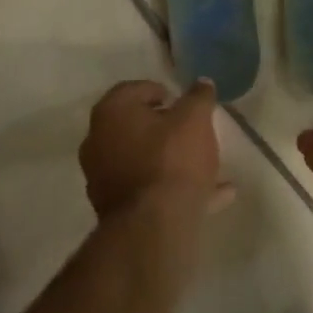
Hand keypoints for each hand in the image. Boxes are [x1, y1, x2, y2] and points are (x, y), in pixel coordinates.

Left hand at [80, 78, 231, 220]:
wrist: (153, 229)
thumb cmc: (171, 159)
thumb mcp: (195, 119)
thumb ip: (199, 97)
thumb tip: (202, 83)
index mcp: (111, 112)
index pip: (134, 89)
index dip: (161, 92)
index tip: (182, 102)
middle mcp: (98, 142)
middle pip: (135, 127)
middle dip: (164, 127)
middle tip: (191, 129)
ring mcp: (103, 179)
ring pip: (143, 161)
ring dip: (171, 160)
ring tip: (207, 163)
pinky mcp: (115, 211)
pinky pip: (149, 191)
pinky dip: (174, 189)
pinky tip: (214, 195)